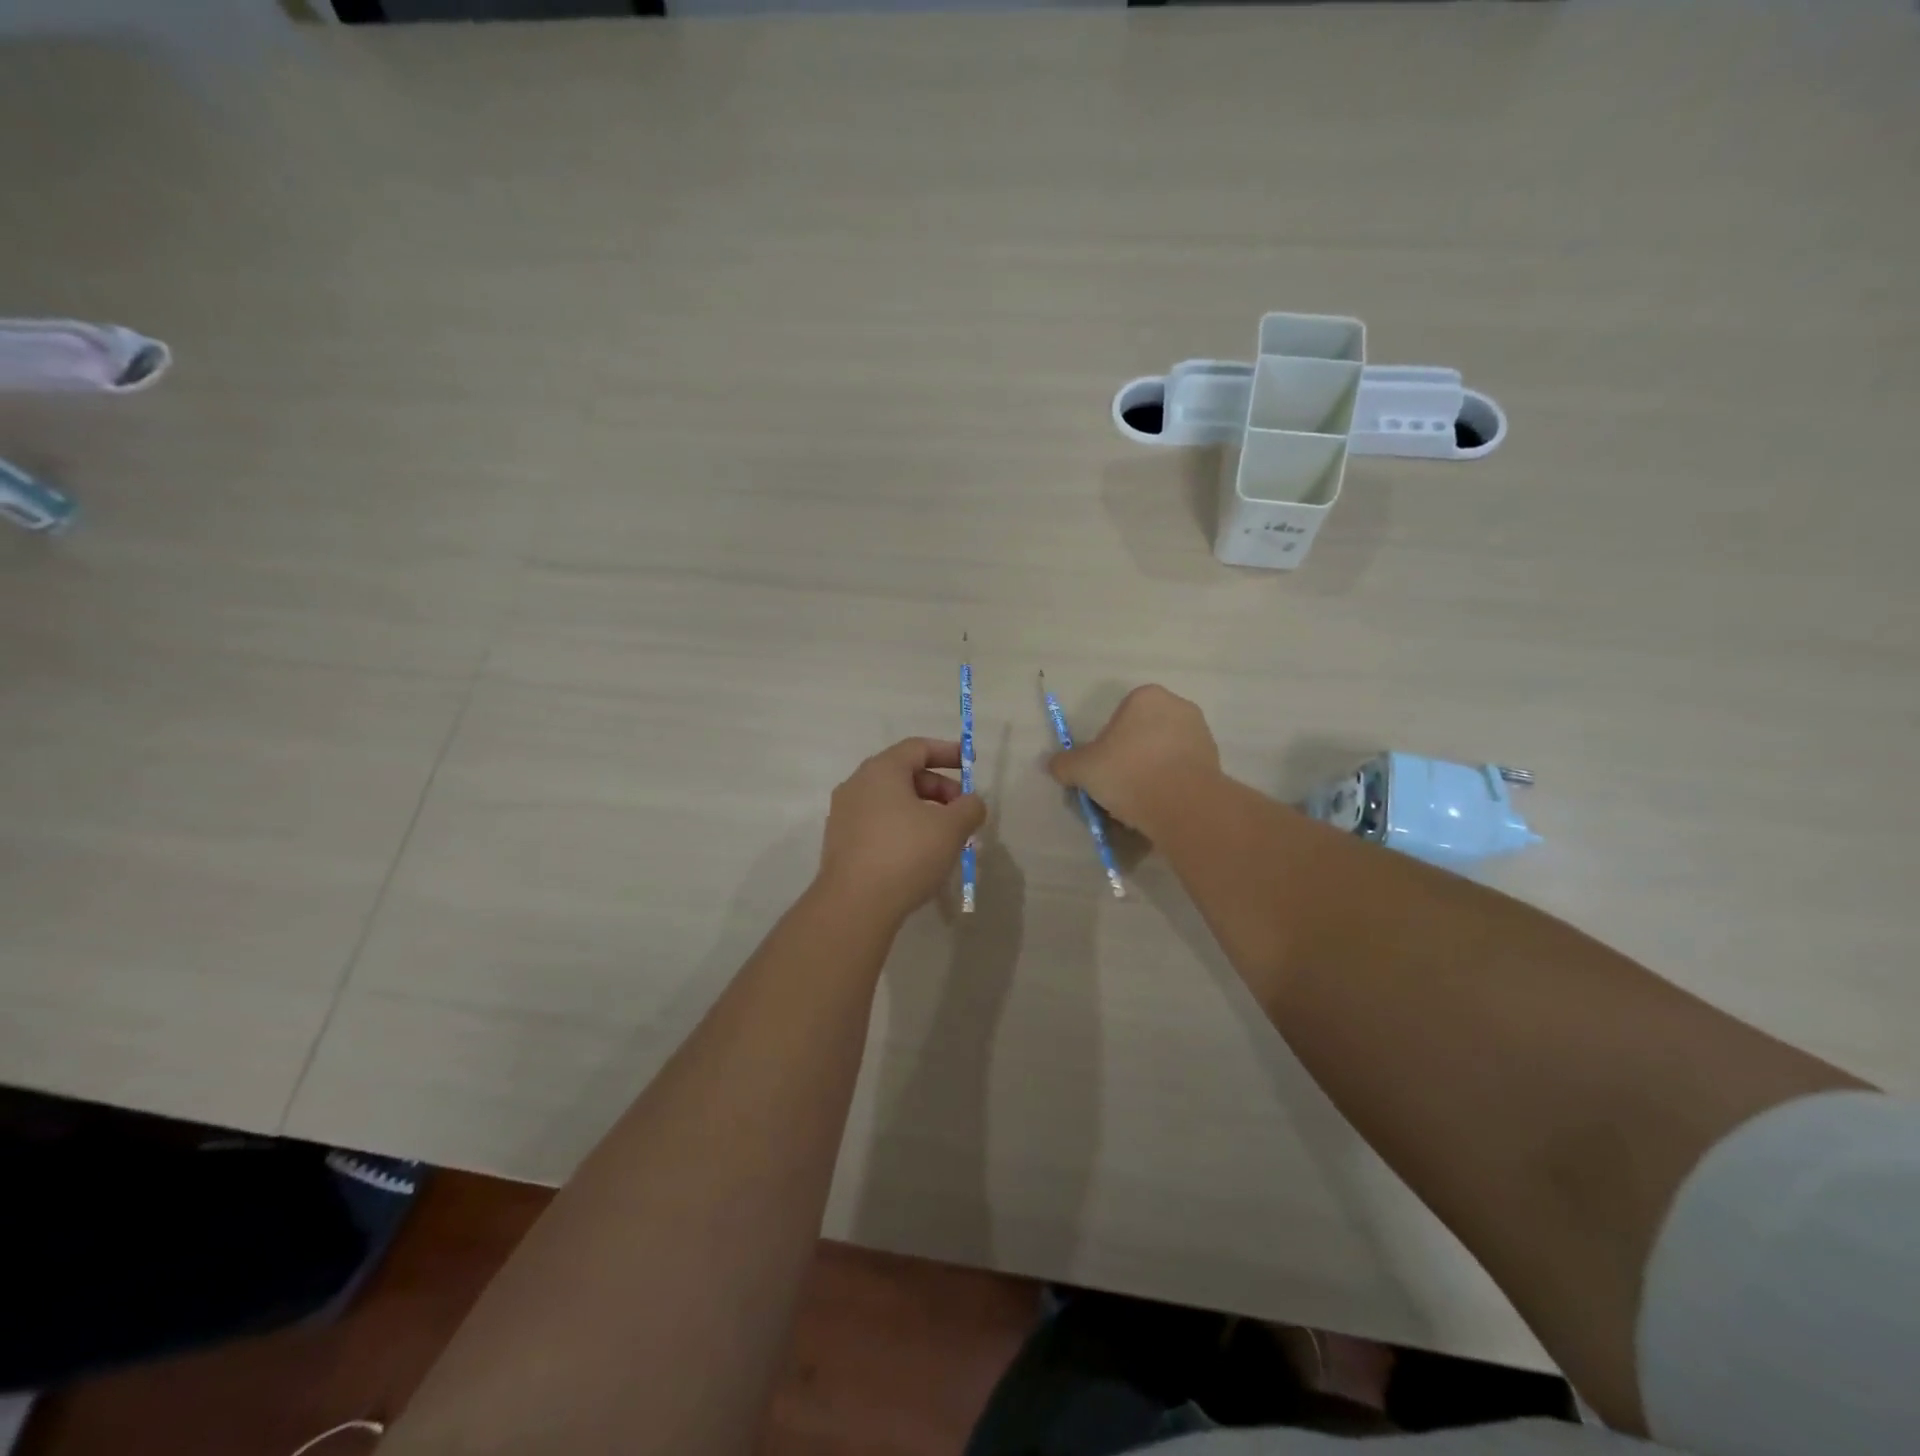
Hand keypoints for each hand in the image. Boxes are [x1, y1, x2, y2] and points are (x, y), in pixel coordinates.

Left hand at [817, 738, 987, 922]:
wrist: (854, 905)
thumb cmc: (906, 854)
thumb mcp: (951, 828)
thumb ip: (969, 807)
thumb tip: (970, 804)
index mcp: (881, 770)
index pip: (918, 748)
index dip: (949, 753)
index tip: (972, 765)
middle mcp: (857, 785)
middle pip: (905, 774)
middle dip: (939, 788)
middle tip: (963, 811)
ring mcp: (844, 815)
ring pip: (892, 802)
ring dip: (923, 811)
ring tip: (947, 837)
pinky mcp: (841, 843)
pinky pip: (879, 824)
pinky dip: (904, 828)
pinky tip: (921, 855)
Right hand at [1047, 685, 1221, 837]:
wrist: (1183, 805)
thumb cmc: (1128, 772)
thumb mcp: (1082, 769)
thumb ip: (1064, 764)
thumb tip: (1053, 765)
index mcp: (1146, 697)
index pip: (1118, 718)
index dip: (1106, 745)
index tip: (1102, 769)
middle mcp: (1178, 707)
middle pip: (1142, 734)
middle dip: (1130, 758)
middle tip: (1117, 787)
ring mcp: (1201, 734)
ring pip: (1163, 754)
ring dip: (1150, 772)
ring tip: (1138, 803)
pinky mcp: (1216, 762)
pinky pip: (1182, 771)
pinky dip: (1170, 785)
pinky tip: (1159, 807)